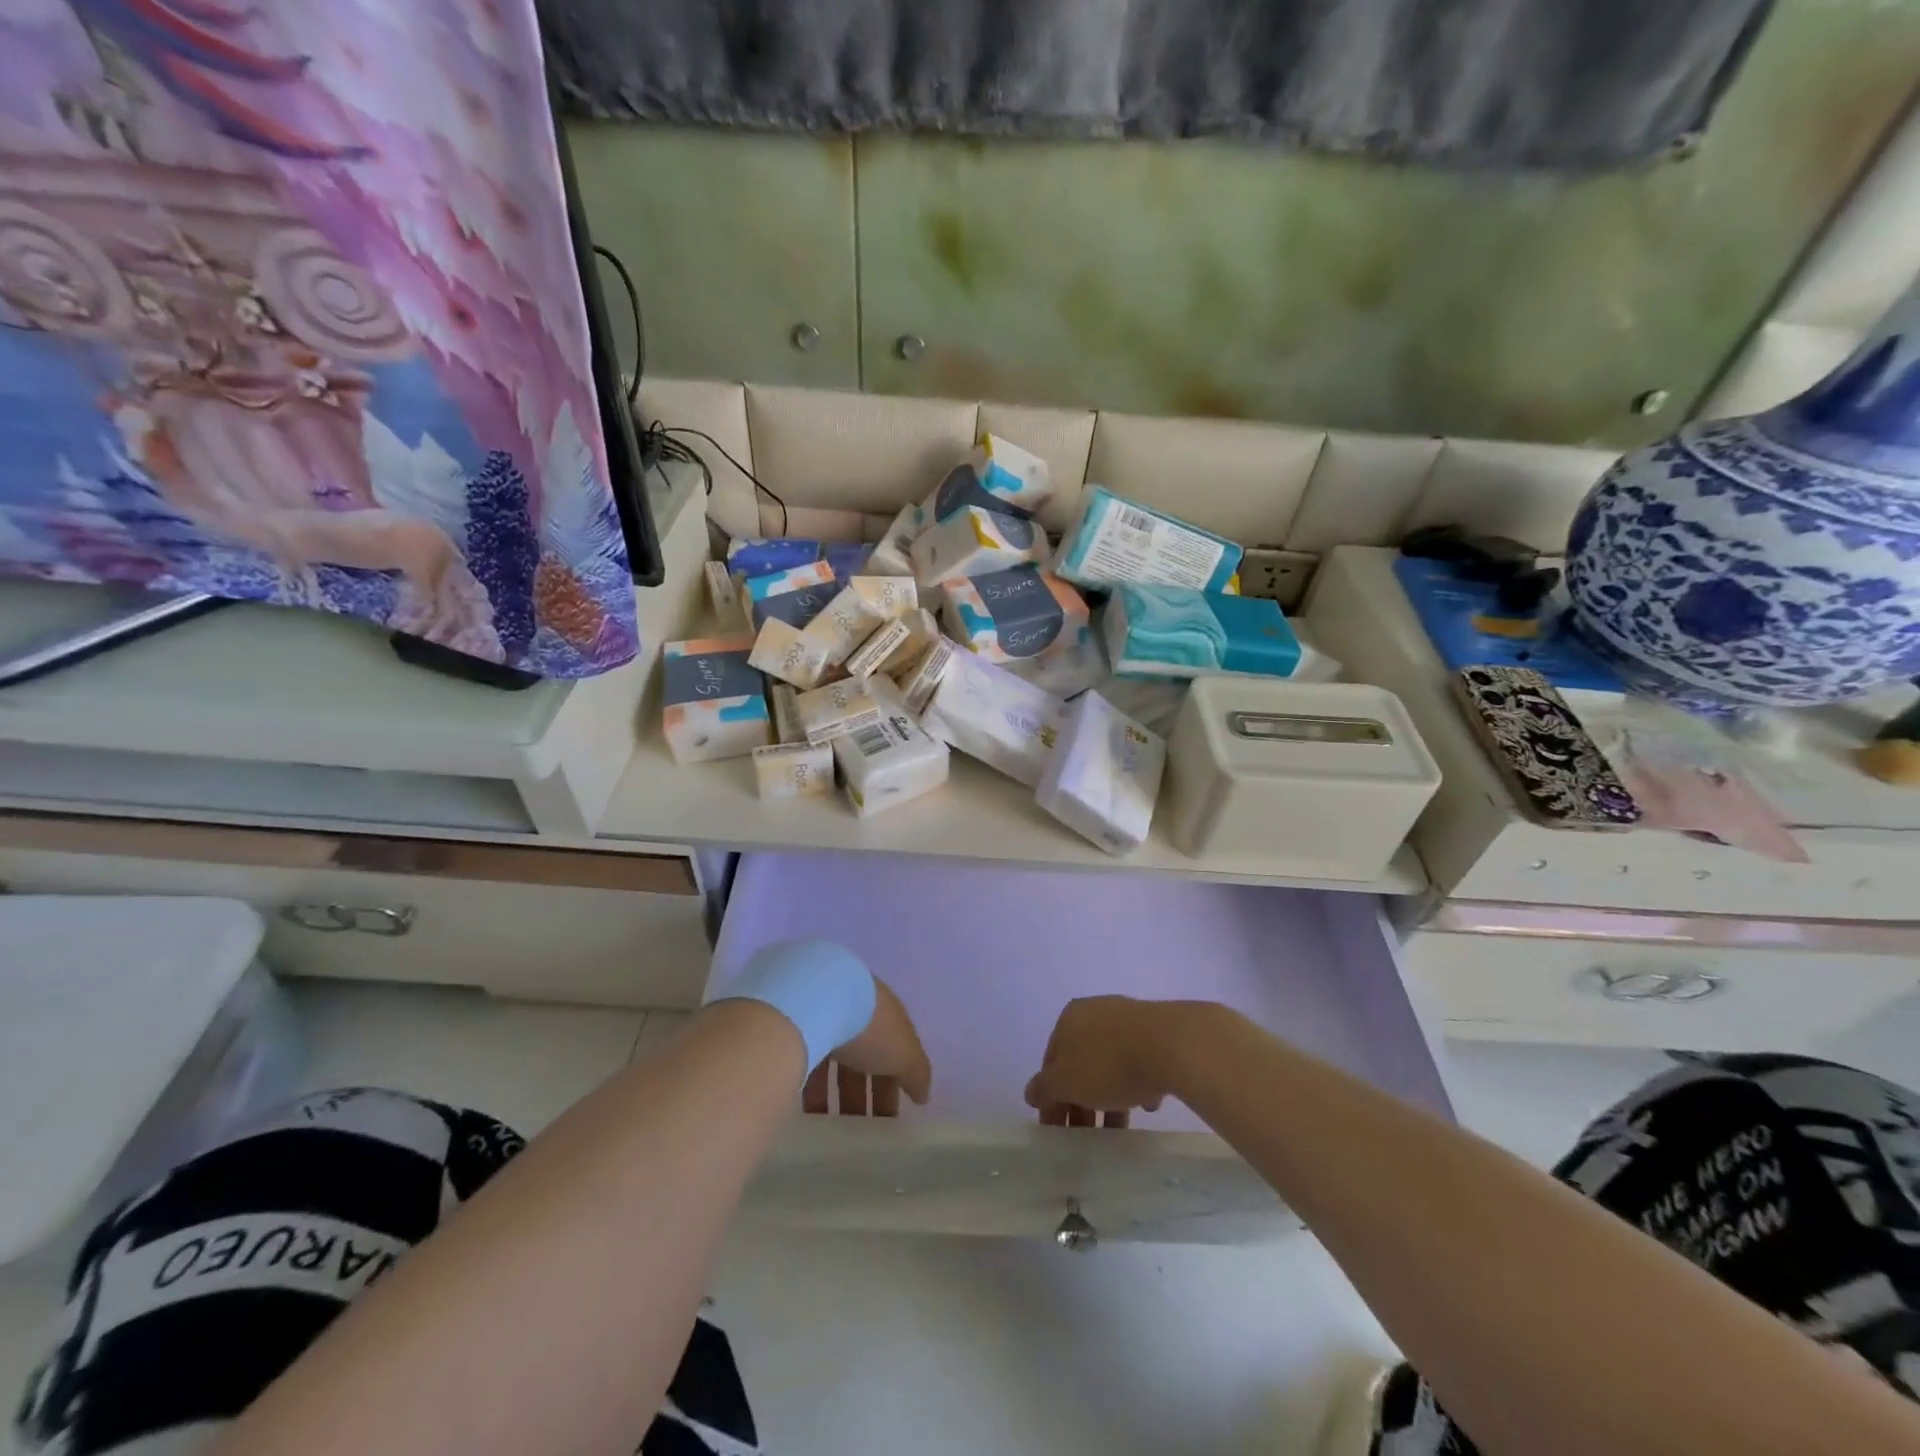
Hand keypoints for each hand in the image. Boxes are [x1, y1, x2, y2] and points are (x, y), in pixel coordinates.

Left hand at [806, 977, 931, 1117]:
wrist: (815, 1001)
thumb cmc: (869, 1027)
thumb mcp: (905, 1053)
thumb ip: (917, 1074)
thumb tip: (923, 1095)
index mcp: (885, 1010)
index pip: (895, 1046)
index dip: (897, 1079)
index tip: (894, 1113)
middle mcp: (856, 1008)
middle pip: (865, 1053)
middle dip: (867, 1090)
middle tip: (866, 1126)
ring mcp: (824, 1014)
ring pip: (835, 1059)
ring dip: (838, 1093)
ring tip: (836, 1128)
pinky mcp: (796, 1026)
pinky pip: (808, 1061)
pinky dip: (812, 1087)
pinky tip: (811, 1112)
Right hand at [1025, 996, 1184, 1129]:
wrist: (1171, 1045)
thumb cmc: (1109, 1064)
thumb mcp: (1067, 1083)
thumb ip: (1045, 1089)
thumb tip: (1031, 1092)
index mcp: (1068, 1019)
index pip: (1051, 1061)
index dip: (1051, 1098)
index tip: (1058, 1130)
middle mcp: (1095, 1012)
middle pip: (1080, 1062)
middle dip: (1080, 1100)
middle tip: (1086, 1134)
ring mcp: (1127, 1018)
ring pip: (1110, 1062)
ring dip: (1109, 1095)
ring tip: (1118, 1127)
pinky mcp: (1157, 1030)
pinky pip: (1139, 1061)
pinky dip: (1138, 1083)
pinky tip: (1147, 1103)